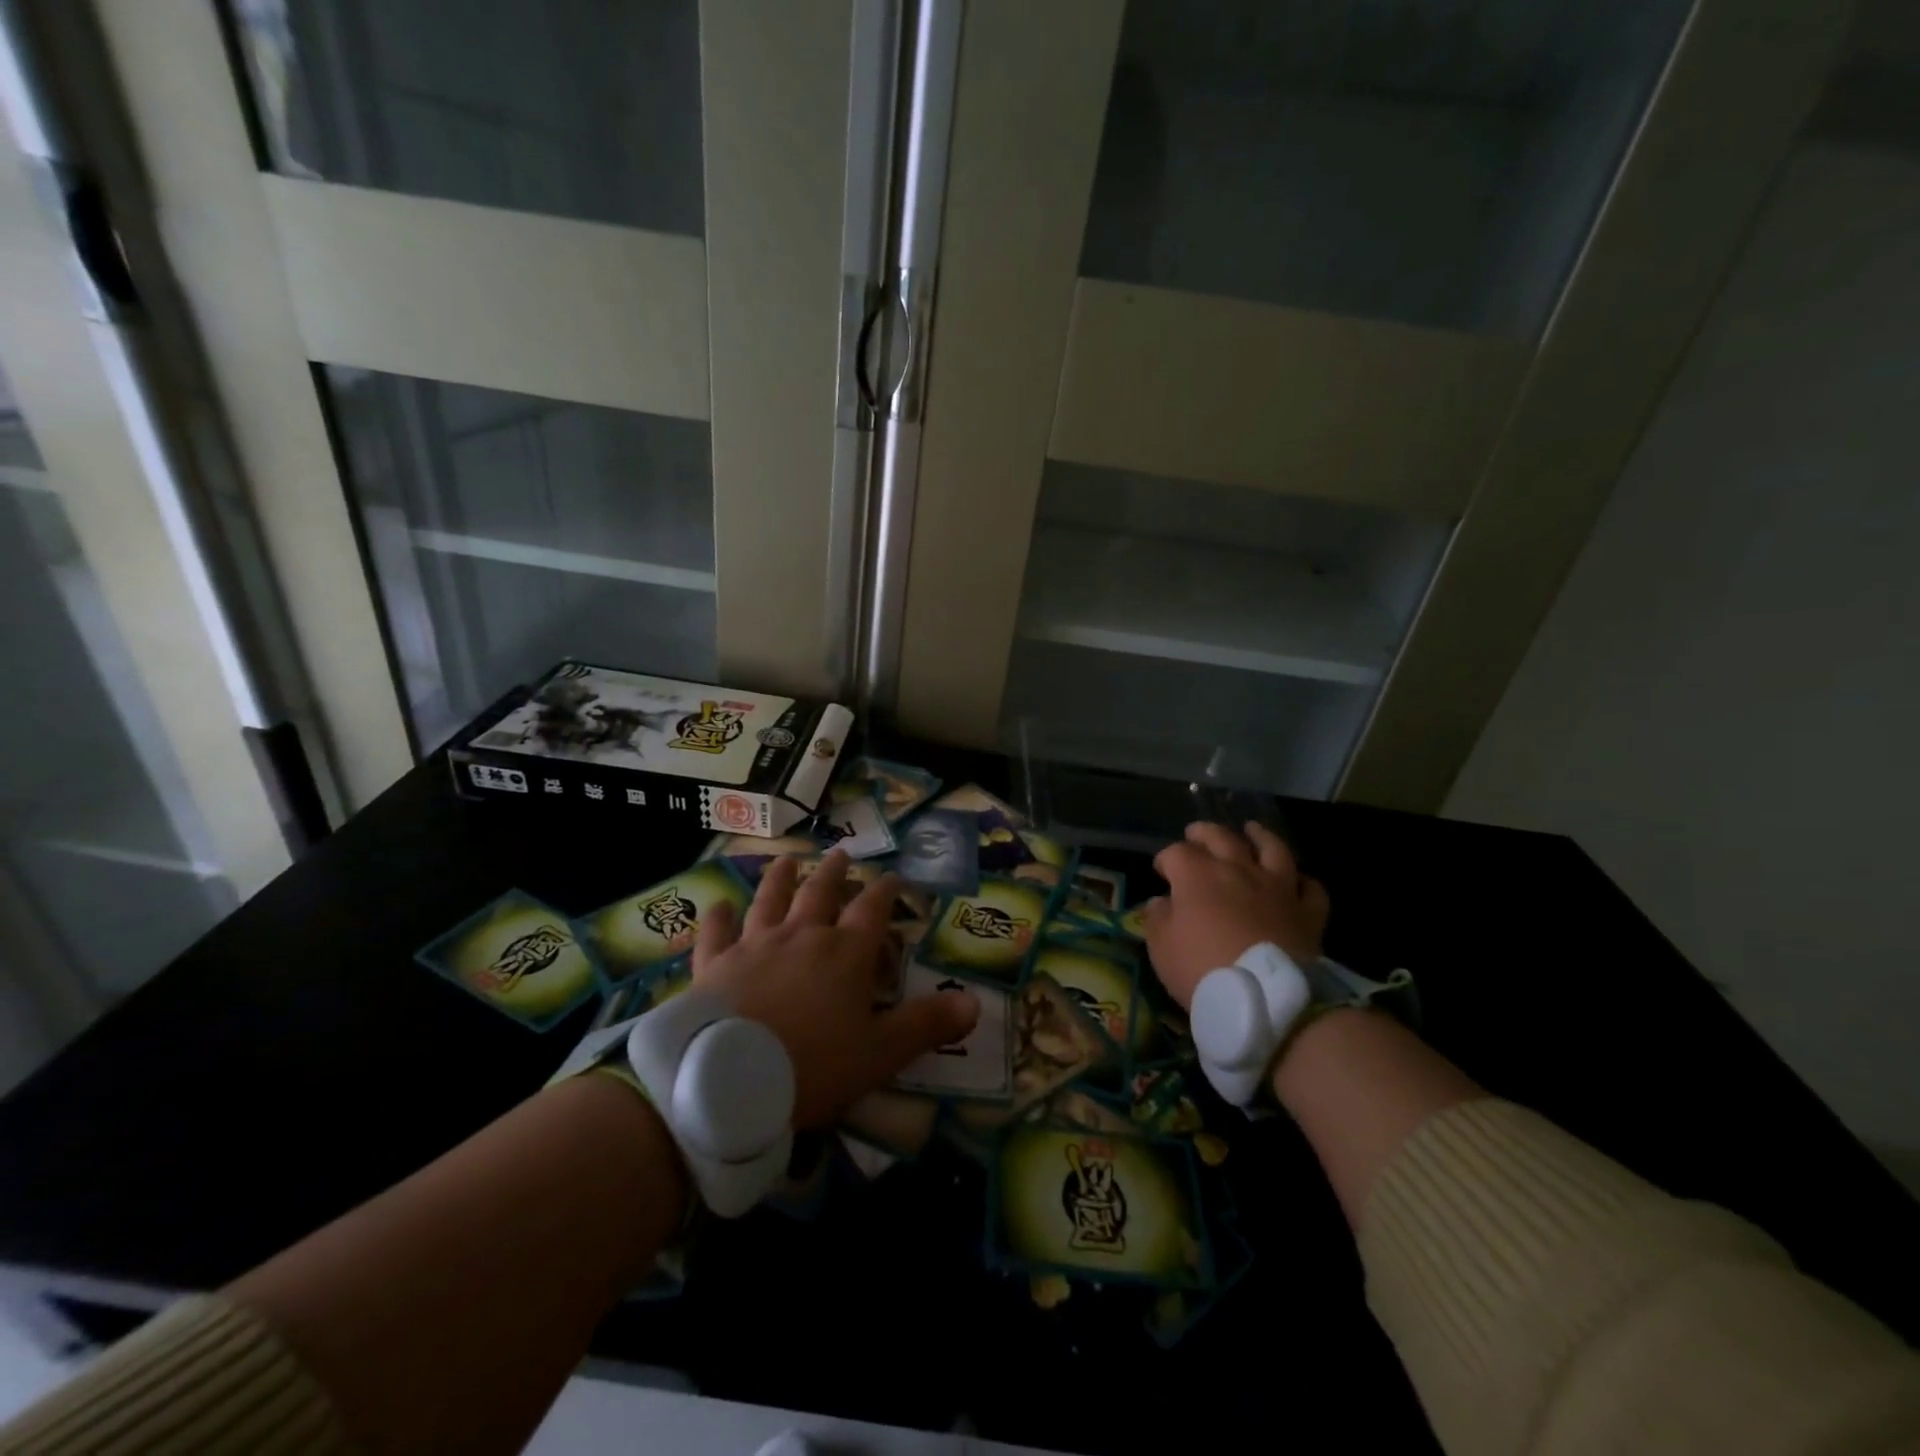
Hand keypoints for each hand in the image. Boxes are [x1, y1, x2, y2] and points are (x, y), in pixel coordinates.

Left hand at [691, 850, 979, 1127]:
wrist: (727, 1079)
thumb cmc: (813, 1065)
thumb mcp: (881, 1052)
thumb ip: (926, 1025)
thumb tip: (975, 1004)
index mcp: (845, 953)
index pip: (872, 911)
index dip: (885, 892)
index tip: (893, 877)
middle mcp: (801, 936)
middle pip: (820, 894)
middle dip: (833, 874)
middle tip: (840, 854)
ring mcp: (754, 946)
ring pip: (769, 901)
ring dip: (779, 879)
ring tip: (787, 860)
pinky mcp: (714, 965)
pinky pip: (716, 934)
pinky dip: (717, 918)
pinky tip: (717, 904)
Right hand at [1141, 822, 1329, 1009]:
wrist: (1266, 999)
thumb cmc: (1202, 969)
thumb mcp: (1161, 947)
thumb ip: (1158, 918)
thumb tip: (1161, 903)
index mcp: (1197, 875)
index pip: (1176, 852)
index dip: (1165, 859)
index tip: (1161, 871)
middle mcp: (1238, 869)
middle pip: (1221, 837)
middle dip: (1204, 833)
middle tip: (1196, 834)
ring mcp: (1277, 887)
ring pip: (1272, 849)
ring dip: (1260, 836)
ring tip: (1252, 830)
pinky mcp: (1307, 912)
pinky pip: (1310, 888)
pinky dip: (1302, 881)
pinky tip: (1296, 881)